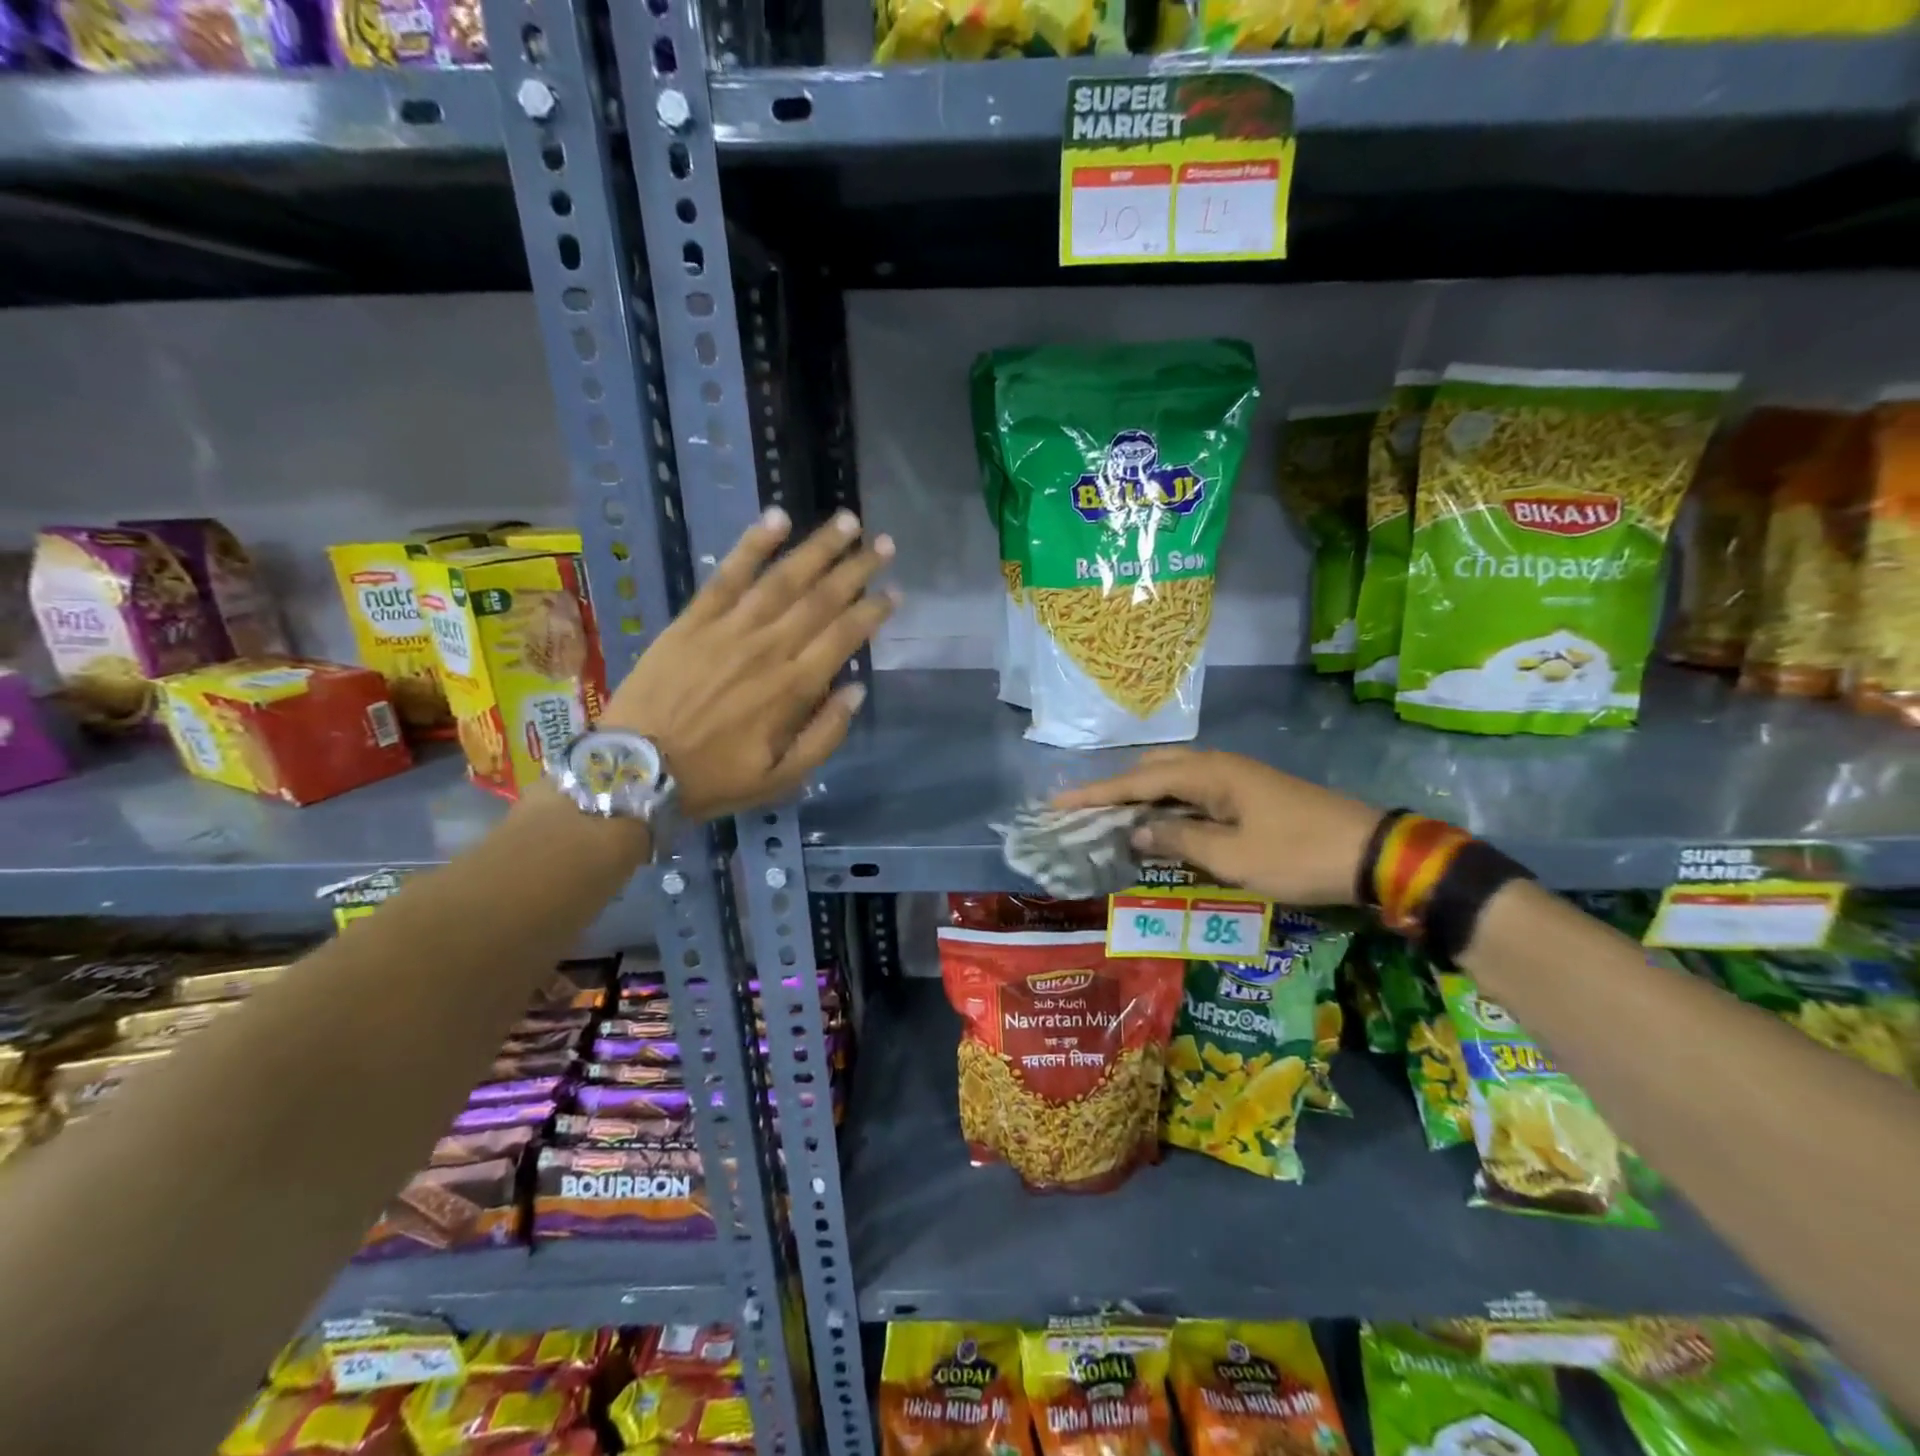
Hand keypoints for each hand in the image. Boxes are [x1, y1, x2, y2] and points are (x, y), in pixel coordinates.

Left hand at [599, 508, 895, 821]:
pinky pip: (727, 574)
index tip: (895, 592)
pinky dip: (753, 544)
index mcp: (793, 688)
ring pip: (783, 578)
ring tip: (847, 521)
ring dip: (818, 547)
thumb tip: (855, 691)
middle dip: (857, 569)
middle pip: (821, 599)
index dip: (873, 612)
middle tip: (884, 544)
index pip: (844, 637)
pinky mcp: (693, 619)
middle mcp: (768, 648)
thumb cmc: (714, 778)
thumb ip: (824, 736)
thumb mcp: (781, 779)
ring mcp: (729, 629)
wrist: (635, 769)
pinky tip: (776, 517)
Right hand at [1052, 748, 1382, 905]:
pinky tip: (1160, 824)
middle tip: (1084, 814)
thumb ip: (1179, 841)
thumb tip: (1136, 832)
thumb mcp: (1233, 858)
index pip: (1136, 782)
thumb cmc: (1297, 855)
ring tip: (1113, 820)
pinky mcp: (1248, 792)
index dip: (1095, 793)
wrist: (1372, 852)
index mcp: (1208, 774)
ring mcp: (1235, 777)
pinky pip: (1193, 791)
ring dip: (1141, 797)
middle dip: (1115, 790)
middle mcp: (1216, 765)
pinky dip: (1167, 804)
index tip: (1057, 802)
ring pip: (1173, 778)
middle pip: (1151, 770)